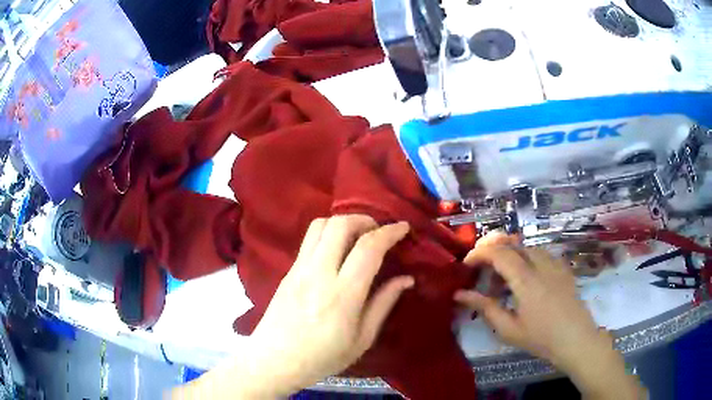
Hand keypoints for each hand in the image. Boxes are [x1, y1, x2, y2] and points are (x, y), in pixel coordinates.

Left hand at [175, 215, 412, 398]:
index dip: (389, 232)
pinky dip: (328, 233)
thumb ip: (384, 304)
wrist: (274, 360)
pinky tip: (337, 251)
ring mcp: (299, 269)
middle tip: (379, 232)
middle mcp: (318, 274)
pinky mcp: (288, 270)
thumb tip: (406, 279)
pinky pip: (309, 239)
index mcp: (342, 295)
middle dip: (364, 219)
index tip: (403, 227)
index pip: (368, 248)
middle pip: (340, 225)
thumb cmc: (322, 358)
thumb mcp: (362, 339)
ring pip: (320, 225)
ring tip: (358, 236)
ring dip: (343, 222)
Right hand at [454, 232, 644, 398]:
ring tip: (503, 278)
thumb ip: (485, 307)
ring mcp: (555, 264)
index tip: (466, 264)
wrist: (576, 340)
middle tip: (481, 268)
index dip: (479, 253)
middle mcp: (541, 264)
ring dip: (510, 255)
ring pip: (527, 247)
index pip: (499, 253)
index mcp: (526, 279)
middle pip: (513, 244)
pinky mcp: (563, 268)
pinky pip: (541, 254)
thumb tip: (459, 294)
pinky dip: (526, 258)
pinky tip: (525, 278)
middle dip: (493, 250)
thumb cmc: (541, 338)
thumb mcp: (508, 328)